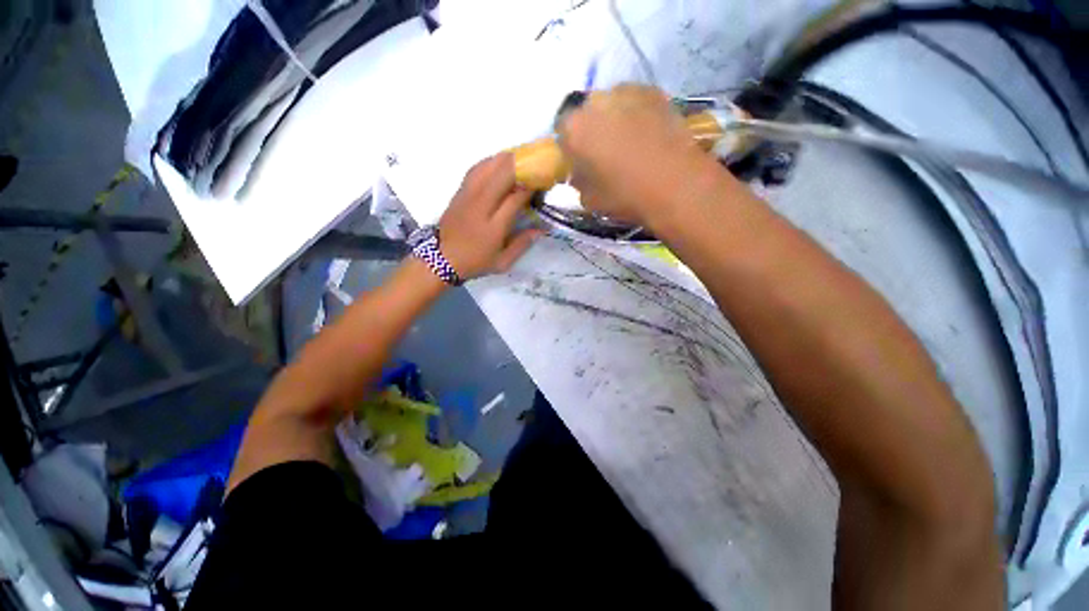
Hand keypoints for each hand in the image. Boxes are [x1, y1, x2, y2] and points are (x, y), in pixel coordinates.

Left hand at [438, 153, 541, 279]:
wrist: (442, 258)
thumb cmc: (475, 261)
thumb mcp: (502, 262)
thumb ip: (522, 244)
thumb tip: (541, 229)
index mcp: (494, 226)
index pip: (515, 197)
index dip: (530, 187)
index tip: (542, 183)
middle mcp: (481, 205)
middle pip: (501, 174)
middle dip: (521, 166)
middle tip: (534, 165)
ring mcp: (468, 195)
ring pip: (488, 166)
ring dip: (505, 160)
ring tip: (520, 160)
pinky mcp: (460, 191)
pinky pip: (476, 169)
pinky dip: (490, 162)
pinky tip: (499, 163)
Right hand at [558, 84, 716, 228]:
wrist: (675, 184)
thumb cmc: (625, 196)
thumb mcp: (589, 200)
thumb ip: (579, 181)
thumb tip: (580, 171)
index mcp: (574, 129)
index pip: (562, 132)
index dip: (570, 147)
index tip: (580, 161)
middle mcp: (595, 102)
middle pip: (586, 113)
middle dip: (591, 129)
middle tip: (604, 151)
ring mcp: (626, 91)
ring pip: (610, 103)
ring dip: (613, 119)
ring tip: (629, 141)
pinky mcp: (653, 91)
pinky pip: (634, 100)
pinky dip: (635, 113)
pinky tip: (647, 133)